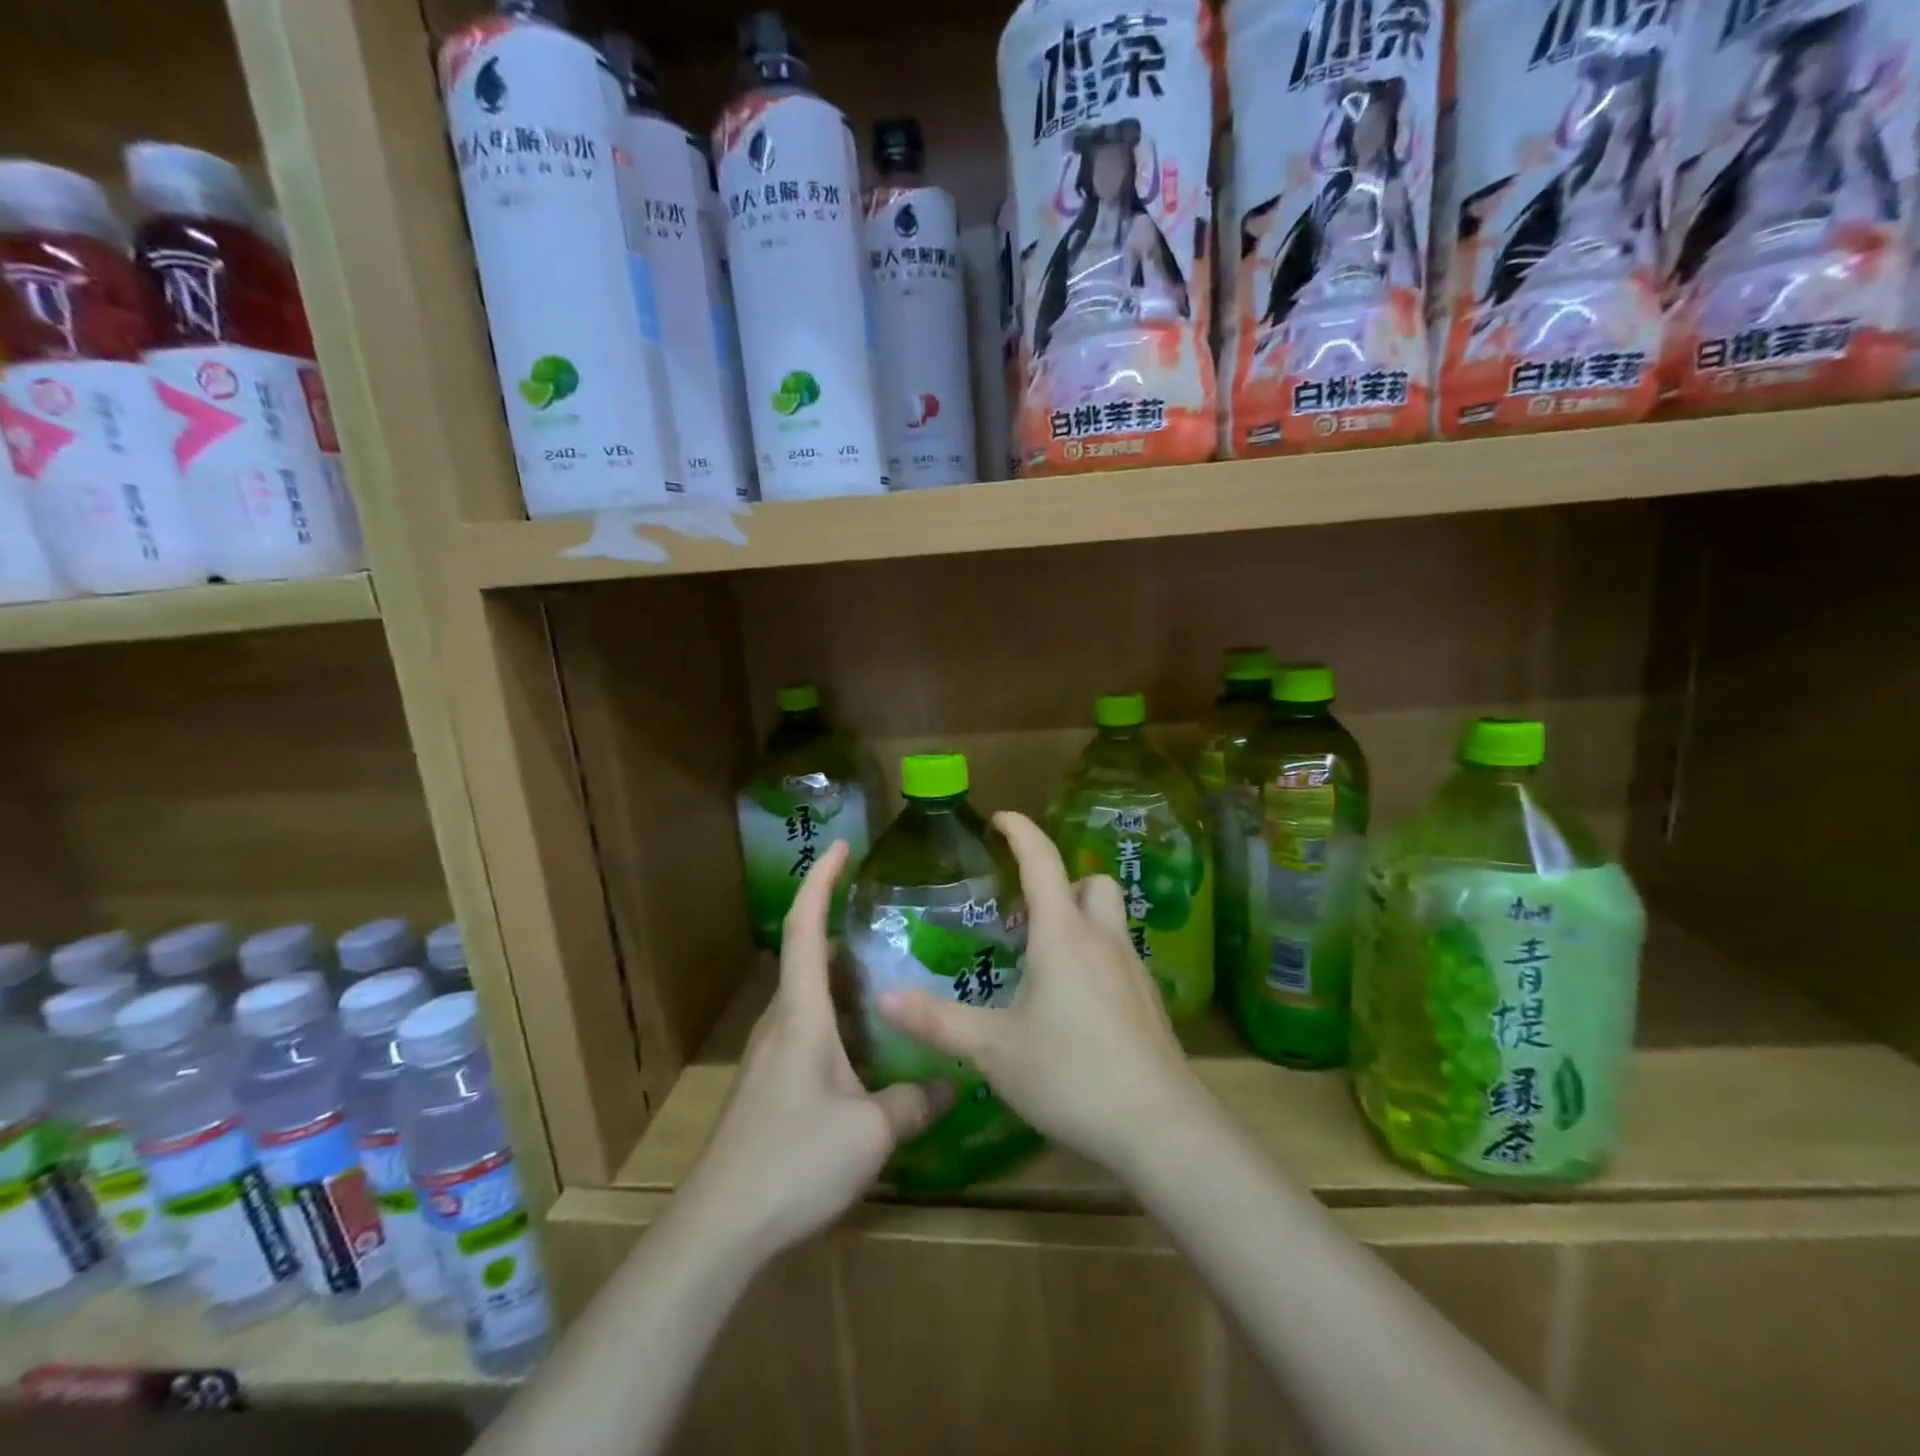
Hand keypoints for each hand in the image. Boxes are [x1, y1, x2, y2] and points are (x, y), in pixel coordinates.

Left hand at [681, 839, 951, 1260]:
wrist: (720, 1227)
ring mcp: (770, 1052)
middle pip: (808, 954)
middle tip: (892, 915)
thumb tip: (951, 1084)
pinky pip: (808, 1025)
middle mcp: (781, 1021)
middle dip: (841, 923)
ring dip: (843, 972)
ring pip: (809, 993)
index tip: (842, 846)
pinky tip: (870, 1039)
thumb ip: (914, 1102)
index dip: (820, 880)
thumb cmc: (793, 1162)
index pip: (805, 928)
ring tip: (891, 969)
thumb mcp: (870, 1133)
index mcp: (801, 1014)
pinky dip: (838, 1011)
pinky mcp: (770, 1081)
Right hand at [876, 811, 1209, 1177]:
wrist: (1160, 1127)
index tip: (999, 818)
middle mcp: (1102, 938)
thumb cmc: (1071, 1074)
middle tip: (1024, 910)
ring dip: (1079, 917)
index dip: (1020, 830)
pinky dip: (1094, 955)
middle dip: (1060, 881)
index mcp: (1063, 934)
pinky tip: (1073, 1002)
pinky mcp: (1148, 1000)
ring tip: (1043, 956)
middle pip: (1090, 881)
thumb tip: (883, 997)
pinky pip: (1119, 954)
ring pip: (1109, 917)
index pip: (1042, 860)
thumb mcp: (993, 1050)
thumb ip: (937, 1021)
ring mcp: (1132, 968)